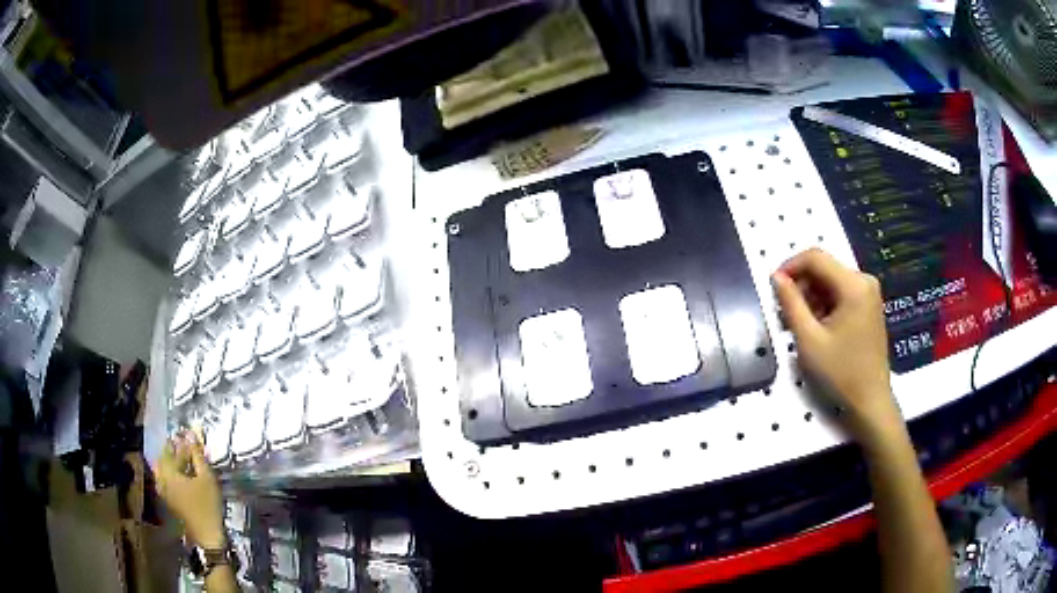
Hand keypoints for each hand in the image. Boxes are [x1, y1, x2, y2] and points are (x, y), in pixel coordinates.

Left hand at [156, 430, 225, 547]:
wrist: (208, 536)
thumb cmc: (208, 506)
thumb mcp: (207, 479)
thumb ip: (198, 456)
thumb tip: (192, 435)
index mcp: (169, 473)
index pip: (173, 451)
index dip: (181, 442)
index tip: (188, 434)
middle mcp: (162, 480)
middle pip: (164, 459)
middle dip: (173, 450)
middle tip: (183, 445)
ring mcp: (164, 492)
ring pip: (162, 470)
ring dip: (171, 463)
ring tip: (182, 460)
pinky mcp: (169, 502)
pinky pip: (165, 481)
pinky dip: (171, 474)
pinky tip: (180, 476)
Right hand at [771, 249, 901, 442]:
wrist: (869, 400)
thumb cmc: (840, 372)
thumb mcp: (809, 339)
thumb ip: (791, 303)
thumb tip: (776, 277)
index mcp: (853, 285)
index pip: (815, 257)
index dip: (790, 266)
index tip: (773, 287)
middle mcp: (864, 281)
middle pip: (824, 268)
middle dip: (800, 285)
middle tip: (783, 312)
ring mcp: (869, 293)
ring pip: (830, 281)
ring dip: (810, 296)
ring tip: (796, 324)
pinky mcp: (868, 305)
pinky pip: (840, 293)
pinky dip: (824, 304)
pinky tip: (815, 327)